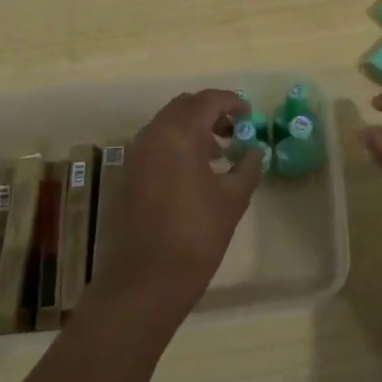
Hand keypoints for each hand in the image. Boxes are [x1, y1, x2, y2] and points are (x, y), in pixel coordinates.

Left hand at [79, 89, 261, 329]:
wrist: (145, 280)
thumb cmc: (196, 235)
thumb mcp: (233, 199)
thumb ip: (247, 166)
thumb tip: (254, 150)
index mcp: (179, 134)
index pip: (208, 100)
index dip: (232, 102)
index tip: (250, 115)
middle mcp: (152, 135)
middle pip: (184, 107)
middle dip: (211, 112)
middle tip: (236, 130)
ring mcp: (135, 155)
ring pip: (167, 125)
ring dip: (193, 129)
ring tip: (219, 152)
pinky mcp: (128, 175)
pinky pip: (155, 145)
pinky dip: (177, 145)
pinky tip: (195, 172)